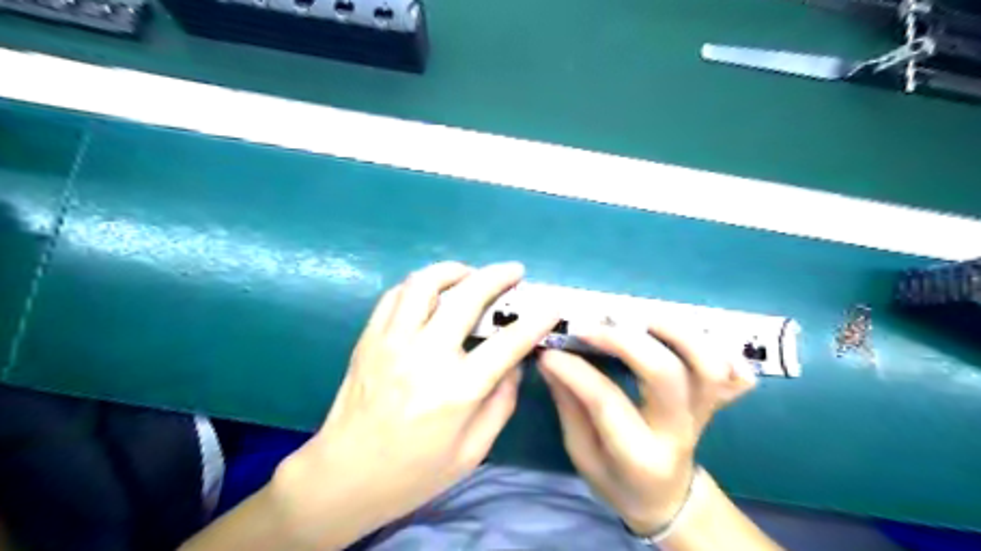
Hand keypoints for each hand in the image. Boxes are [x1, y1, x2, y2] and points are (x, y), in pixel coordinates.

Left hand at [275, 260, 559, 546]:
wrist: (344, 477)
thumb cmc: (414, 472)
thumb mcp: (472, 451)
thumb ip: (502, 402)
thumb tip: (515, 363)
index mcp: (457, 391)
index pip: (508, 343)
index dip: (536, 320)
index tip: (552, 306)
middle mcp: (425, 356)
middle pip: (467, 297)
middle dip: (498, 276)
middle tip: (514, 272)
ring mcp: (392, 342)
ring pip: (425, 283)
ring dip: (454, 270)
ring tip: (471, 275)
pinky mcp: (369, 338)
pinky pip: (395, 295)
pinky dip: (419, 286)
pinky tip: (432, 293)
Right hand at [540, 323, 751, 532]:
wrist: (667, 499)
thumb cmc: (618, 481)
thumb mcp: (583, 454)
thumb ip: (569, 405)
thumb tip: (551, 358)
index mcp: (639, 456)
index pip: (607, 401)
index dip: (575, 371)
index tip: (549, 352)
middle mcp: (678, 431)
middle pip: (664, 374)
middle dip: (623, 340)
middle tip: (588, 326)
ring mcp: (703, 414)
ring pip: (706, 365)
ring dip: (674, 330)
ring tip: (637, 315)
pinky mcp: (713, 401)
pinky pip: (731, 371)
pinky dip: (716, 345)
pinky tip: (685, 332)